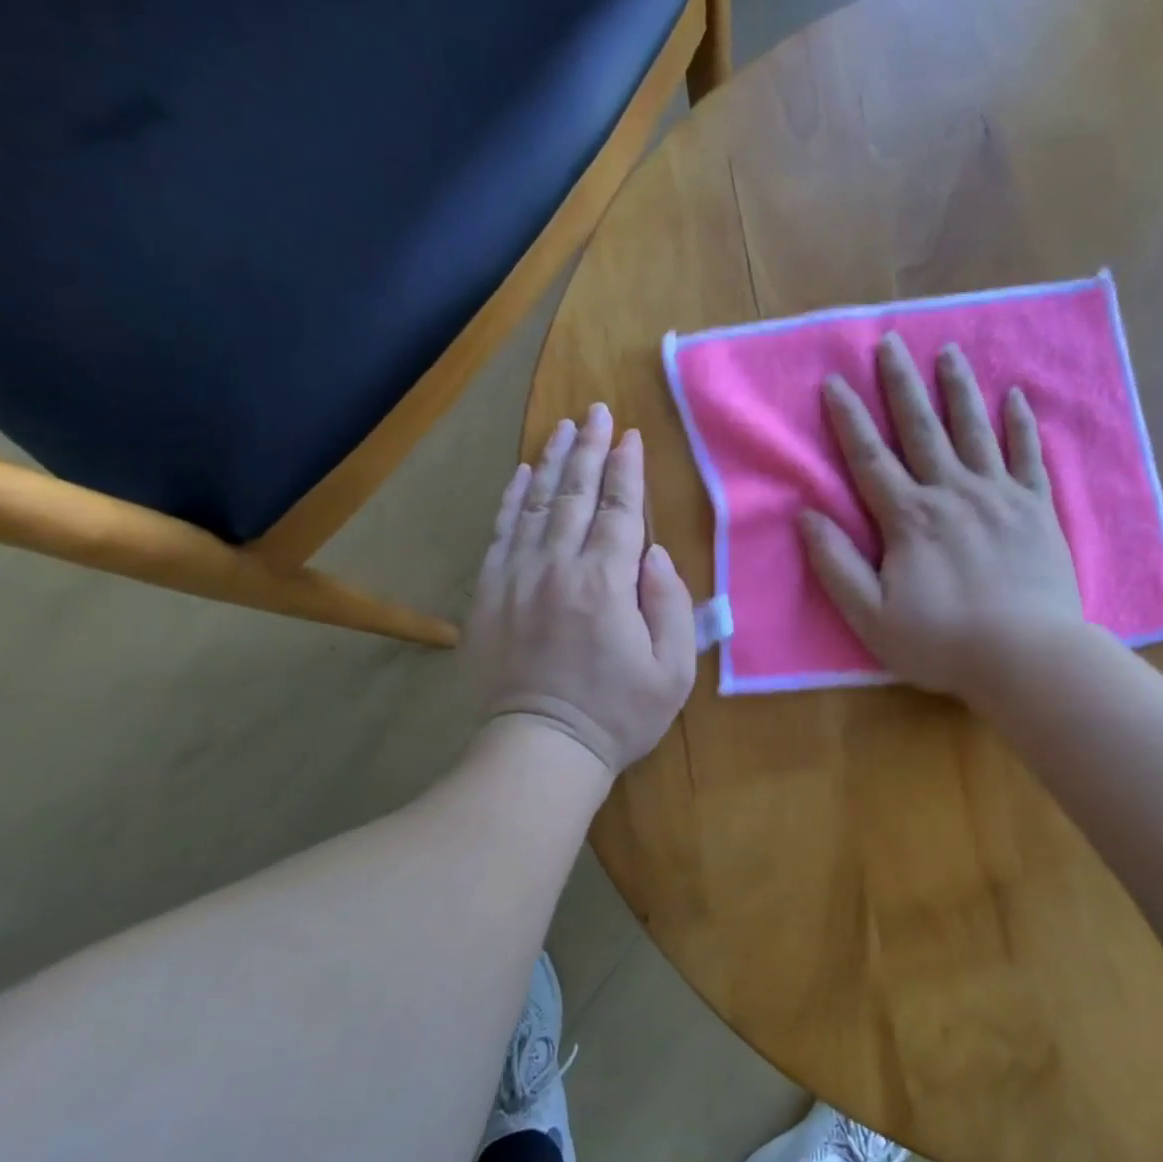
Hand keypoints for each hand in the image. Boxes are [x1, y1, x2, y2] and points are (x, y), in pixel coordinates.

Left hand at [466, 405, 696, 775]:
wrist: (540, 750)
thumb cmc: (617, 715)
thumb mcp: (673, 671)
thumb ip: (670, 605)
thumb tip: (654, 554)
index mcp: (606, 584)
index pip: (619, 511)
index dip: (626, 470)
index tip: (630, 436)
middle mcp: (558, 568)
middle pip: (575, 495)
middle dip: (589, 449)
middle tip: (595, 411)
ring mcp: (517, 578)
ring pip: (535, 504)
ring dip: (552, 461)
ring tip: (563, 427)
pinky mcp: (489, 594)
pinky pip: (501, 532)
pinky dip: (512, 498)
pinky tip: (522, 474)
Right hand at [800, 334, 1086, 707]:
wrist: (1029, 657)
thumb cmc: (943, 642)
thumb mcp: (871, 617)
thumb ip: (836, 565)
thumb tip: (807, 515)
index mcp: (909, 518)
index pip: (870, 458)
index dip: (849, 418)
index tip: (835, 380)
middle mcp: (952, 493)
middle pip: (921, 429)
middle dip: (901, 384)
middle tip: (891, 341)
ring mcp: (999, 496)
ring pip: (974, 430)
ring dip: (958, 389)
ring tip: (948, 352)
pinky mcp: (1037, 509)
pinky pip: (1027, 456)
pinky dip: (1021, 424)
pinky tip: (1015, 396)